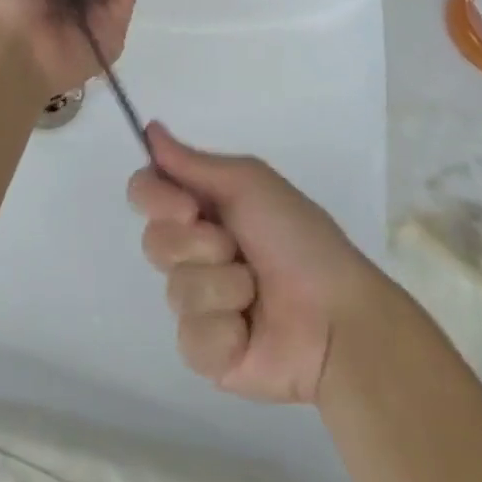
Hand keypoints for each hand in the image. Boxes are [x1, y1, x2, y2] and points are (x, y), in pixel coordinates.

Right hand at [128, 123, 377, 404]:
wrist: (336, 318)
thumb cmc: (297, 238)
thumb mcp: (249, 183)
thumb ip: (193, 161)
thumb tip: (150, 128)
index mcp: (203, 207)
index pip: (145, 190)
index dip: (155, 197)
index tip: (188, 206)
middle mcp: (193, 250)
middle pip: (153, 241)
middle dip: (197, 243)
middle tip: (234, 247)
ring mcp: (198, 303)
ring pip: (174, 290)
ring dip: (222, 286)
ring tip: (256, 292)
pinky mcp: (206, 353)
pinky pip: (190, 336)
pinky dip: (224, 330)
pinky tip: (249, 330)